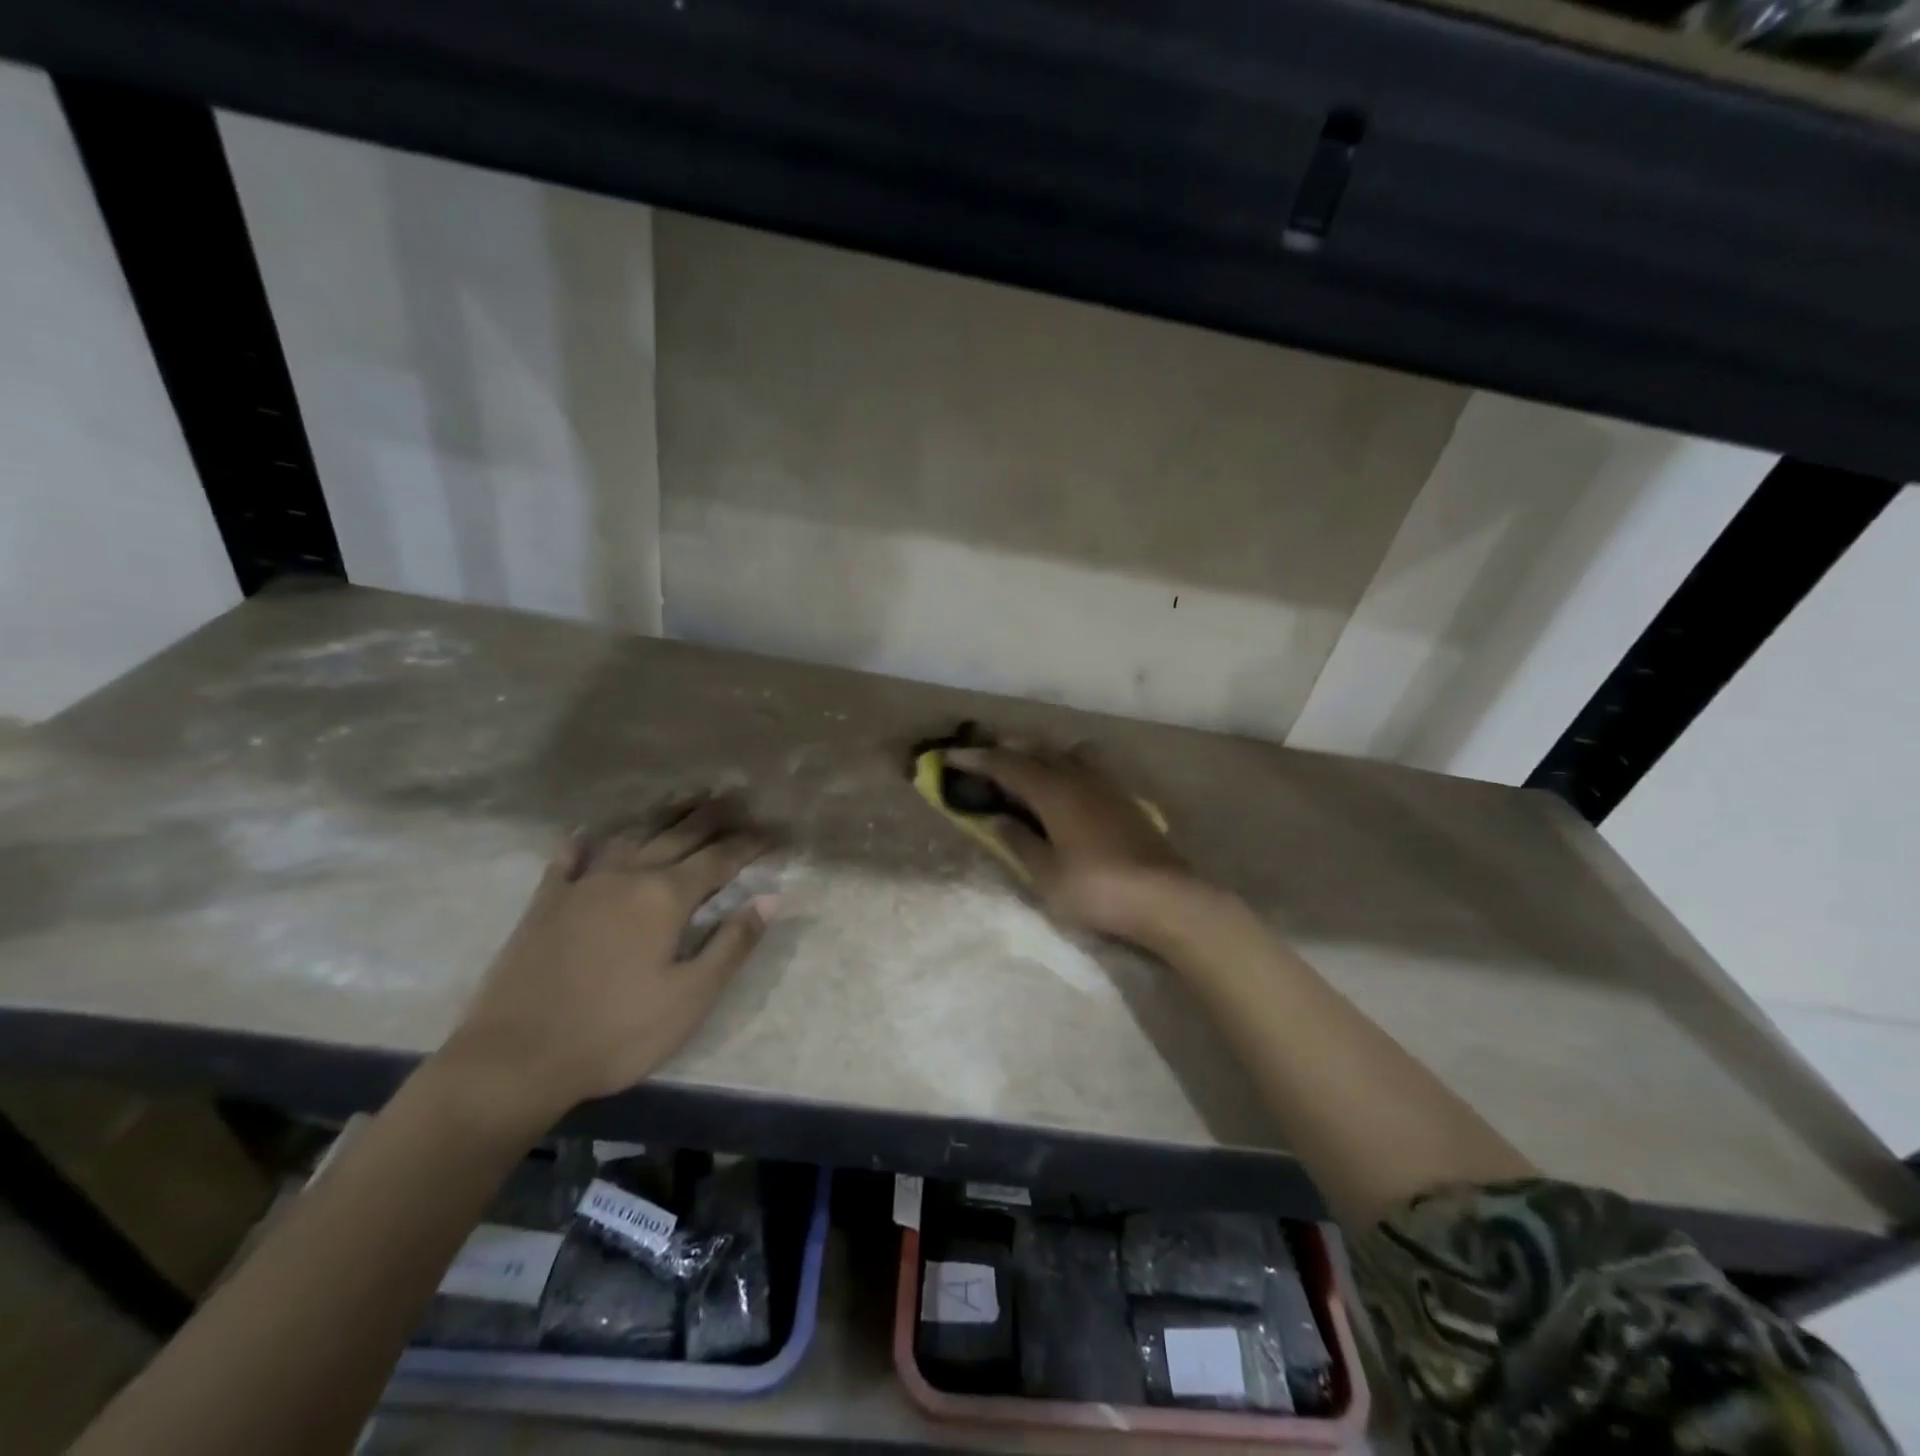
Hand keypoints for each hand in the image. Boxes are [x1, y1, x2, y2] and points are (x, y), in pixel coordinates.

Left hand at [437, 795, 773, 1129]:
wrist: (514, 1060)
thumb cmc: (616, 1033)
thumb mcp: (690, 998)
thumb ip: (732, 944)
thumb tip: (769, 898)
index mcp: (666, 897)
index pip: (720, 860)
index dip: (751, 844)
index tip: (776, 832)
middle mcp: (628, 877)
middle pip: (679, 836)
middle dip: (713, 817)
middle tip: (737, 798)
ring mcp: (582, 885)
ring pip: (631, 837)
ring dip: (663, 816)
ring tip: (686, 798)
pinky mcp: (545, 904)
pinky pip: (568, 860)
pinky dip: (583, 843)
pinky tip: (588, 834)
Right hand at [946, 744, 1206, 946]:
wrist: (1166, 896)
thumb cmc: (1098, 889)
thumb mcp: (1047, 874)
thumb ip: (1019, 842)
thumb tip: (996, 819)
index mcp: (1053, 792)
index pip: (1006, 765)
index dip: (975, 759)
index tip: (949, 756)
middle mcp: (1078, 777)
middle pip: (1037, 749)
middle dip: (1006, 748)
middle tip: (983, 755)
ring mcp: (1105, 785)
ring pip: (1065, 752)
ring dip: (1040, 751)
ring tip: (1025, 763)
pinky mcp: (1124, 798)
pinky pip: (1087, 765)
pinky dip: (1065, 763)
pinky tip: (1066, 783)